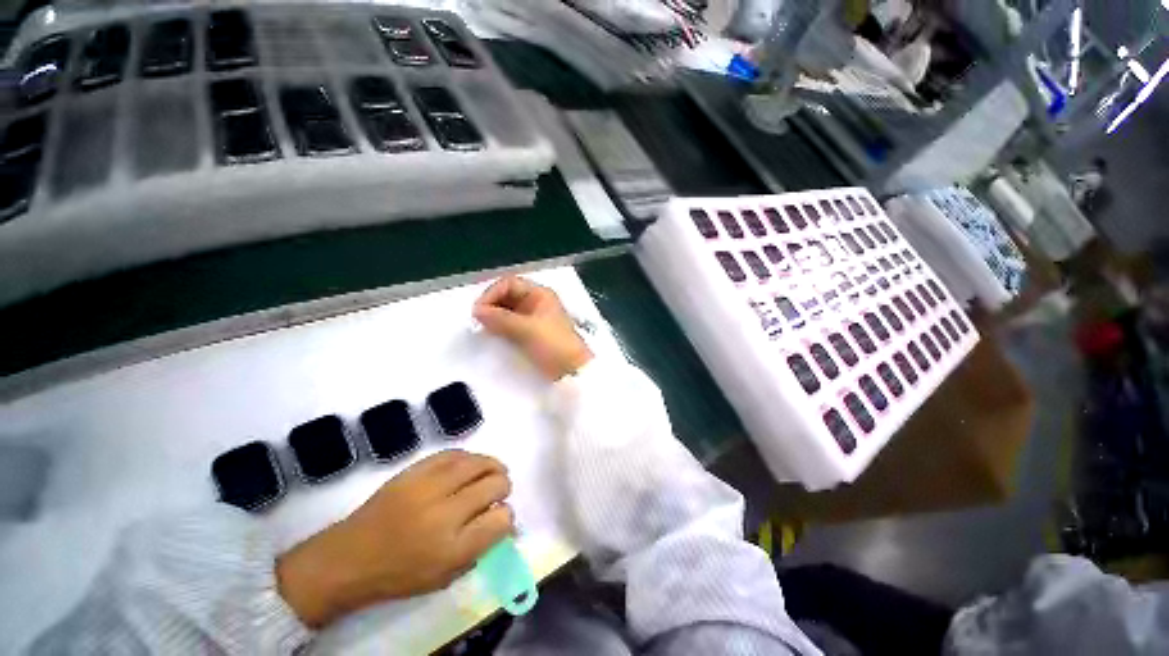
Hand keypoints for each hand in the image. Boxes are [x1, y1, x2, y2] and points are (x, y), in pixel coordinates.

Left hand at [276, 451, 513, 627]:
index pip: (501, 519)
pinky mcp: (415, 470)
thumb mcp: (445, 576)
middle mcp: (445, 514)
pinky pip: (454, 453)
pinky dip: (469, 457)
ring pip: (478, 463)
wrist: (349, 558)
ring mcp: (428, 487)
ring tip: (493, 471)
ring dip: (492, 466)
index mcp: (453, 549)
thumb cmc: (399, 574)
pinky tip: (470, 464)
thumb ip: (480, 548)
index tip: (502, 516)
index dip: (507, 516)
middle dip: (504, 487)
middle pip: (494, 485)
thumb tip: (505, 520)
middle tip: (499, 491)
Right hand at [473, 276, 593, 380]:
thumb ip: (501, 319)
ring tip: (482, 328)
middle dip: (491, 305)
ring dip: (494, 316)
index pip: (509, 284)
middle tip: (477, 320)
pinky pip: (510, 324)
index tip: (478, 310)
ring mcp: (533, 318)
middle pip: (507, 296)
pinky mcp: (530, 333)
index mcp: (539, 294)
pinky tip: (491, 334)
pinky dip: (499, 327)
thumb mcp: (527, 329)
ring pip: (507, 310)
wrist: (572, 370)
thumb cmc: (554, 345)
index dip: (492, 293)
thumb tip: (476, 311)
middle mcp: (536, 302)